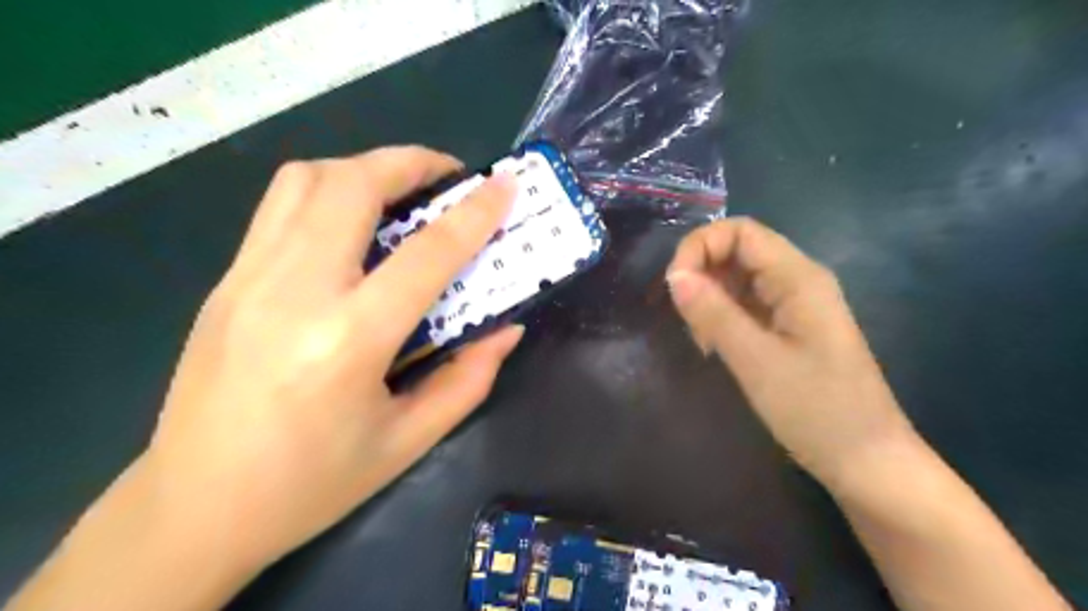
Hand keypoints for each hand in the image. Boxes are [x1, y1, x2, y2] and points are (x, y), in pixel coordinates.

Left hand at [143, 147, 522, 573]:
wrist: (194, 509)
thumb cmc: (312, 484)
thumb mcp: (409, 441)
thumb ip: (468, 379)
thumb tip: (507, 329)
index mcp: (349, 340)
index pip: (426, 254)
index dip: (474, 213)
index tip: (504, 185)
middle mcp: (295, 292)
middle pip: (352, 184)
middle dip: (410, 162)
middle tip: (448, 176)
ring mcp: (248, 278)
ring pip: (306, 179)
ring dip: (364, 169)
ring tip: (400, 191)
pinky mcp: (226, 281)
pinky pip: (279, 207)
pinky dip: (327, 191)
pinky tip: (351, 224)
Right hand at [668, 217, 911, 489]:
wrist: (866, 461)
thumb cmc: (816, 410)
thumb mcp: (756, 360)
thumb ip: (714, 313)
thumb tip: (674, 275)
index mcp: (798, 277)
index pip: (740, 231)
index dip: (700, 246)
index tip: (674, 285)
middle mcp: (798, 280)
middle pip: (738, 251)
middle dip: (703, 276)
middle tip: (688, 321)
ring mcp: (794, 304)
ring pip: (738, 279)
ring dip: (710, 299)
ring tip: (702, 340)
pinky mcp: (789, 327)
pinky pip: (746, 305)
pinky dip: (722, 317)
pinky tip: (715, 346)